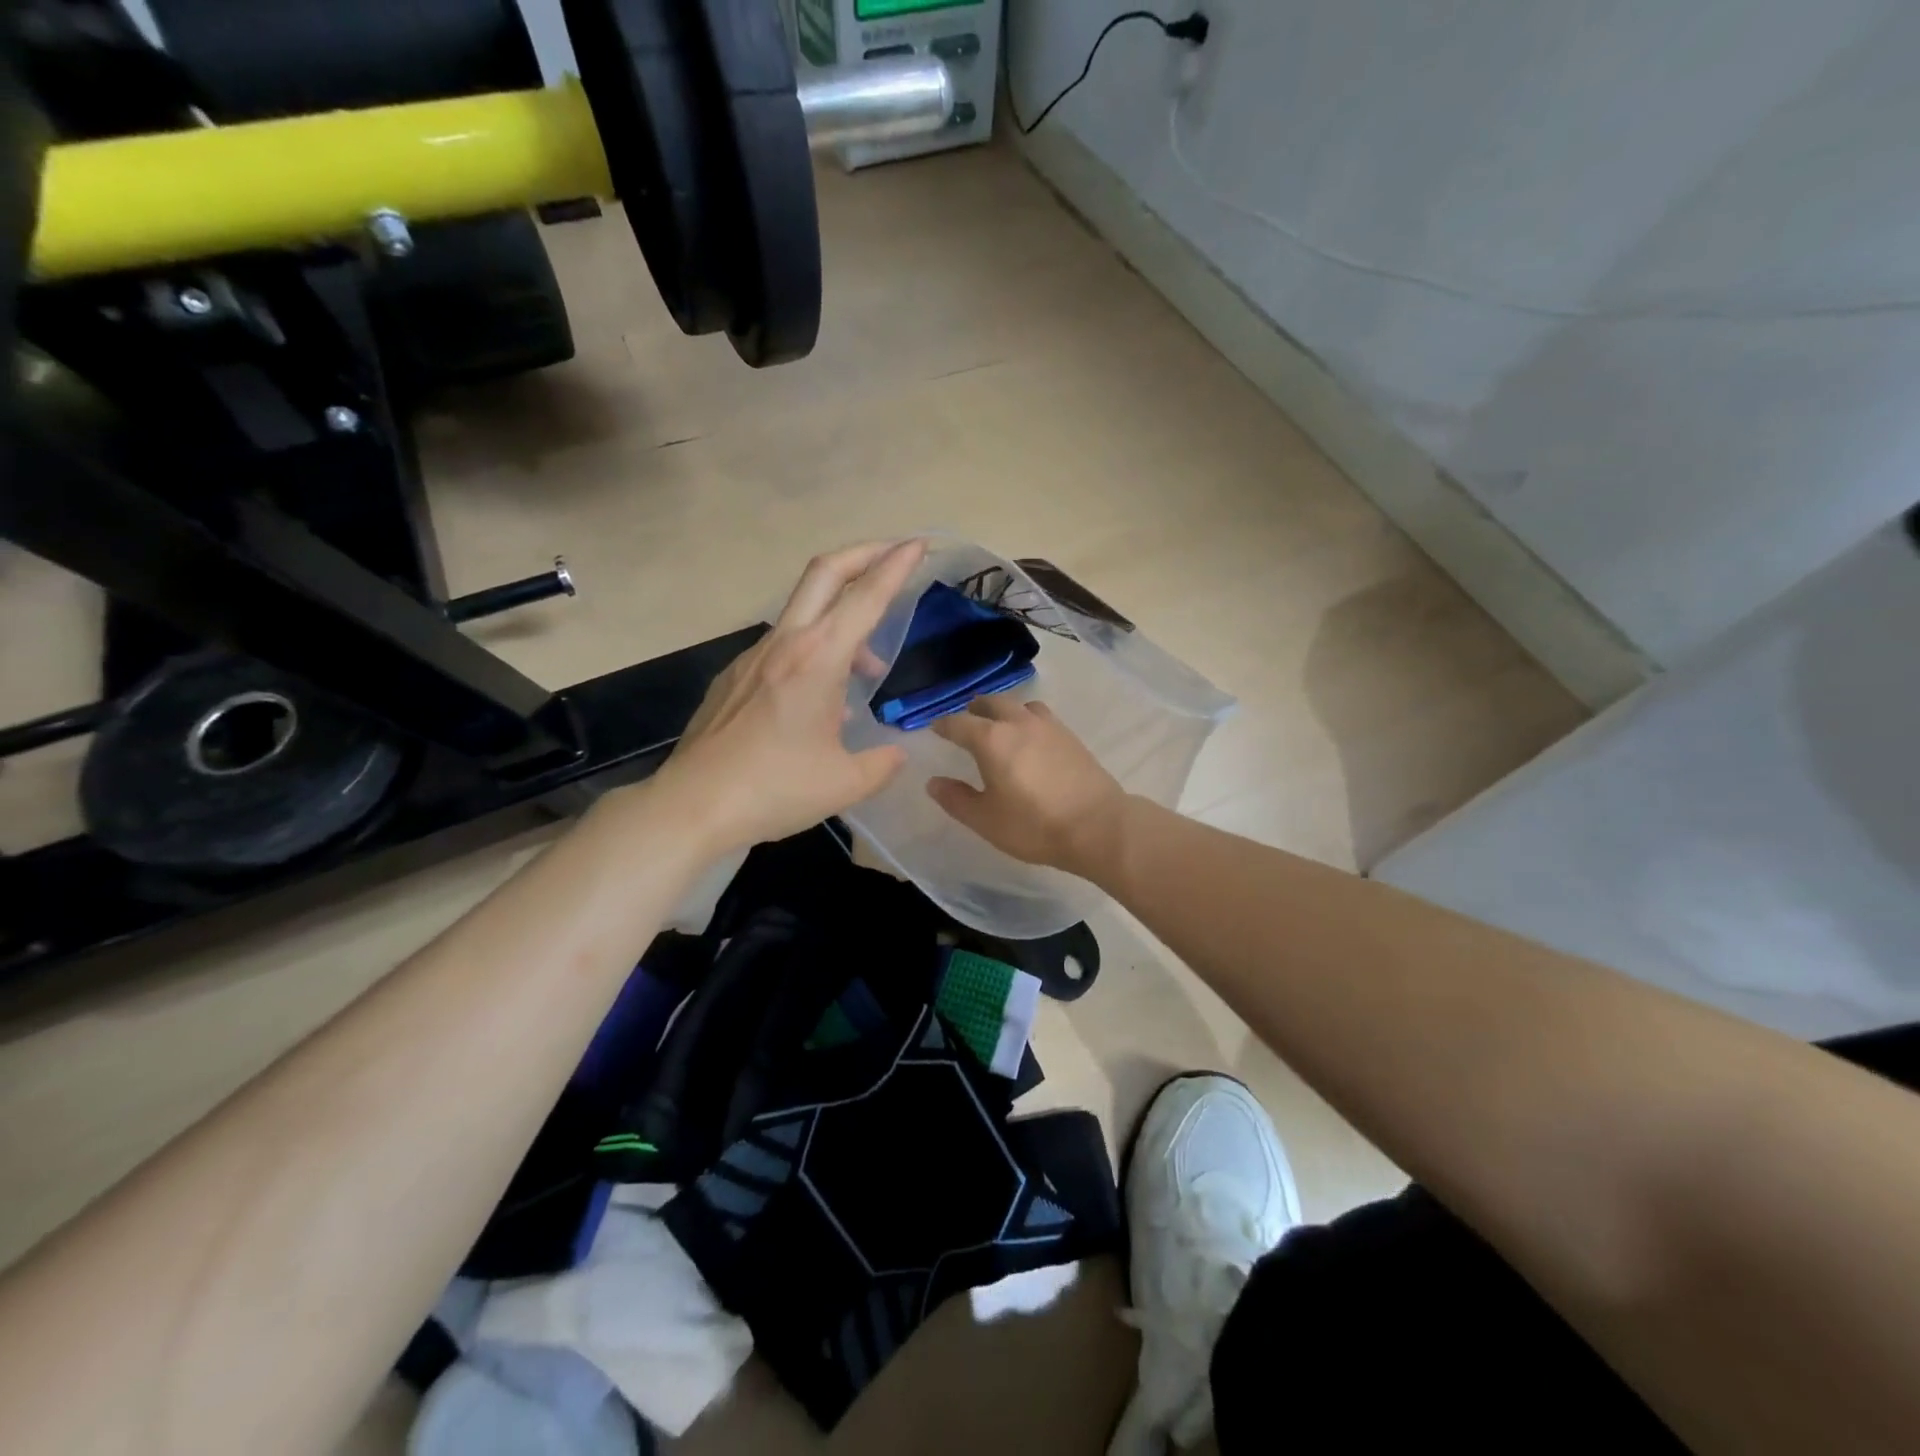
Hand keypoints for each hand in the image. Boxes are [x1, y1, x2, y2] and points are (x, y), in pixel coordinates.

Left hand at [650, 539, 925, 855]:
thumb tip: (896, 752)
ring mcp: (753, 656)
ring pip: (804, 613)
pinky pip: (782, 647)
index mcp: (818, 660)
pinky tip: (818, 700)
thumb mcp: (845, 784)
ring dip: (841, 619)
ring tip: (866, 668)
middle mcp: (785, 644)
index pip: (866, 597)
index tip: (919, 544)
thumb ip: (882, 763)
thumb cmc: (773, 789)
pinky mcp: (733, 676)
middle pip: (824, 573)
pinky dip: (813, 651)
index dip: (896, 566)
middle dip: (863, 554)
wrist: (692, 805)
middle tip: (894, 554)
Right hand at [926, 695, 1129, 878]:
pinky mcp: (1070, 736)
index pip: (959, 723)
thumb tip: (934, 782)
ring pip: (1020, 705)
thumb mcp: (986, 820)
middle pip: (992, 703)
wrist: (1097, 826)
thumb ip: (956, 799)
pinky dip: (1027, 719)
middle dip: (975, 709)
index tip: (935, 729)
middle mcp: (1018, 723)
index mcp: (991, 740)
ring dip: (1004, 710)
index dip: (943, 725)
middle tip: (966, 720)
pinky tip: (1030, 738)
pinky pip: (1041, 716)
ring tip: (1000, 725)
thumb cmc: (1034, 825)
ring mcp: (1048, 727)